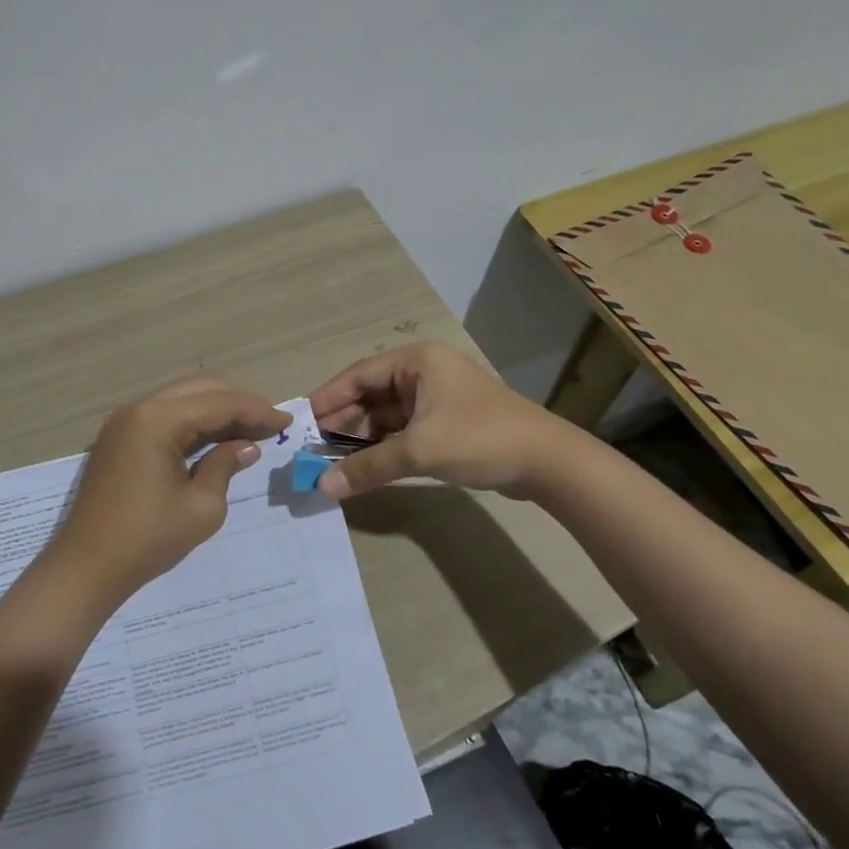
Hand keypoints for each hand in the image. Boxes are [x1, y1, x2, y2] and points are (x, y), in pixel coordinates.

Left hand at [48, 377, 292, 603]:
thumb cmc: (147, 540)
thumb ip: (225, 466)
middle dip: (238, 404)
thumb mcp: (201, 507)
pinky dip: (193, 424)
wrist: (85, 568)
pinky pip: (164, 417)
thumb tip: (245, 447)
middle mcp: (138, 409)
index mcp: (156, 420)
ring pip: (181, 401)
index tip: (285, 422)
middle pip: (199, 390)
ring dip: (216, 412)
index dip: (255, 410)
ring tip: (251, 431)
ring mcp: (124, 422)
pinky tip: (216, 439)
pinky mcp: (119, 438)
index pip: (218, 403)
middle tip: (270, 425)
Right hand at [308, 342, 561, 499]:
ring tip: (331, 461)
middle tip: (312, 448)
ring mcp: (436, 398)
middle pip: (370, 395)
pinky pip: (402, 430)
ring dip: (361, 438)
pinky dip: (382, 446)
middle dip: (342, 422)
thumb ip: (368, 467)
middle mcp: (423, 373)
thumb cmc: (480, 439)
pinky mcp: (445, 423)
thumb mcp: (419, 451)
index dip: (328, 399)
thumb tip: (322, 487)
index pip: (358, 375)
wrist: (548, 463)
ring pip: (385, 415)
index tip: (300, 422)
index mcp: (417, 361)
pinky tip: (363, 466)